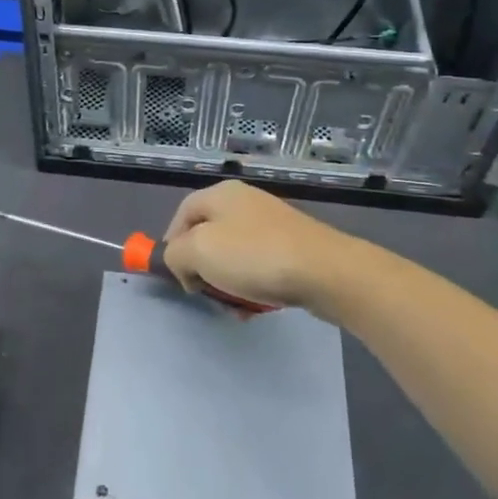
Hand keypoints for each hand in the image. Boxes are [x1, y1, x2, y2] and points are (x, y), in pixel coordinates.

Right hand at [162, 180, 356, 316]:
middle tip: (204, 292)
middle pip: (207, 235)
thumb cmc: (255, 256)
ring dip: (227, 281)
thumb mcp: (198, 252)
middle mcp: (244, 201)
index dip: (171, 245)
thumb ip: (174, 254)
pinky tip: (257, 304)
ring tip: (234, 304)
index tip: (176, 276)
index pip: (181, 214)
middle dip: (201, 267)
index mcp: (220, 194)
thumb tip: (181, 262)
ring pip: (233, 254)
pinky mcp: (292, 244)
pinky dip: (252, 284)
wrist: (326, 271)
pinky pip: (259, 264)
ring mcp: (271, 222)